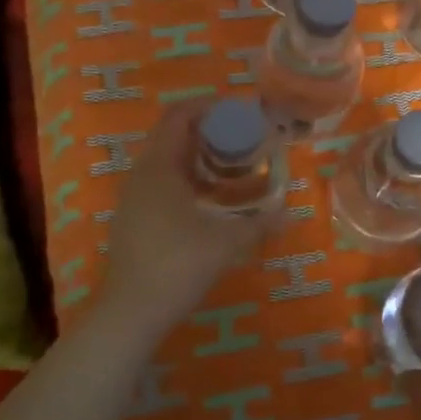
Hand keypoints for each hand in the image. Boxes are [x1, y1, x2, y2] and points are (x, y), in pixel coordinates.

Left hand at [93, 99, 275, 336]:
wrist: (130, 313)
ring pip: (167, 162)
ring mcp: (133, 198)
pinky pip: (162, 184)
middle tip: (243, 140)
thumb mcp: (226, 243)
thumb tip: (290, 214)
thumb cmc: (177, 265)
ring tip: (232, 168)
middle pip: (173, 136)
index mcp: (159, 167)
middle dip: (209, 132)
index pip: (178, 116)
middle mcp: (141, 174)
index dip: (208, 106)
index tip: (238, 111)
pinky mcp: (134, 219)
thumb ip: (259, 224)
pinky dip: (187, 180)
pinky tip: (210, 201)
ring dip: (198, 157)